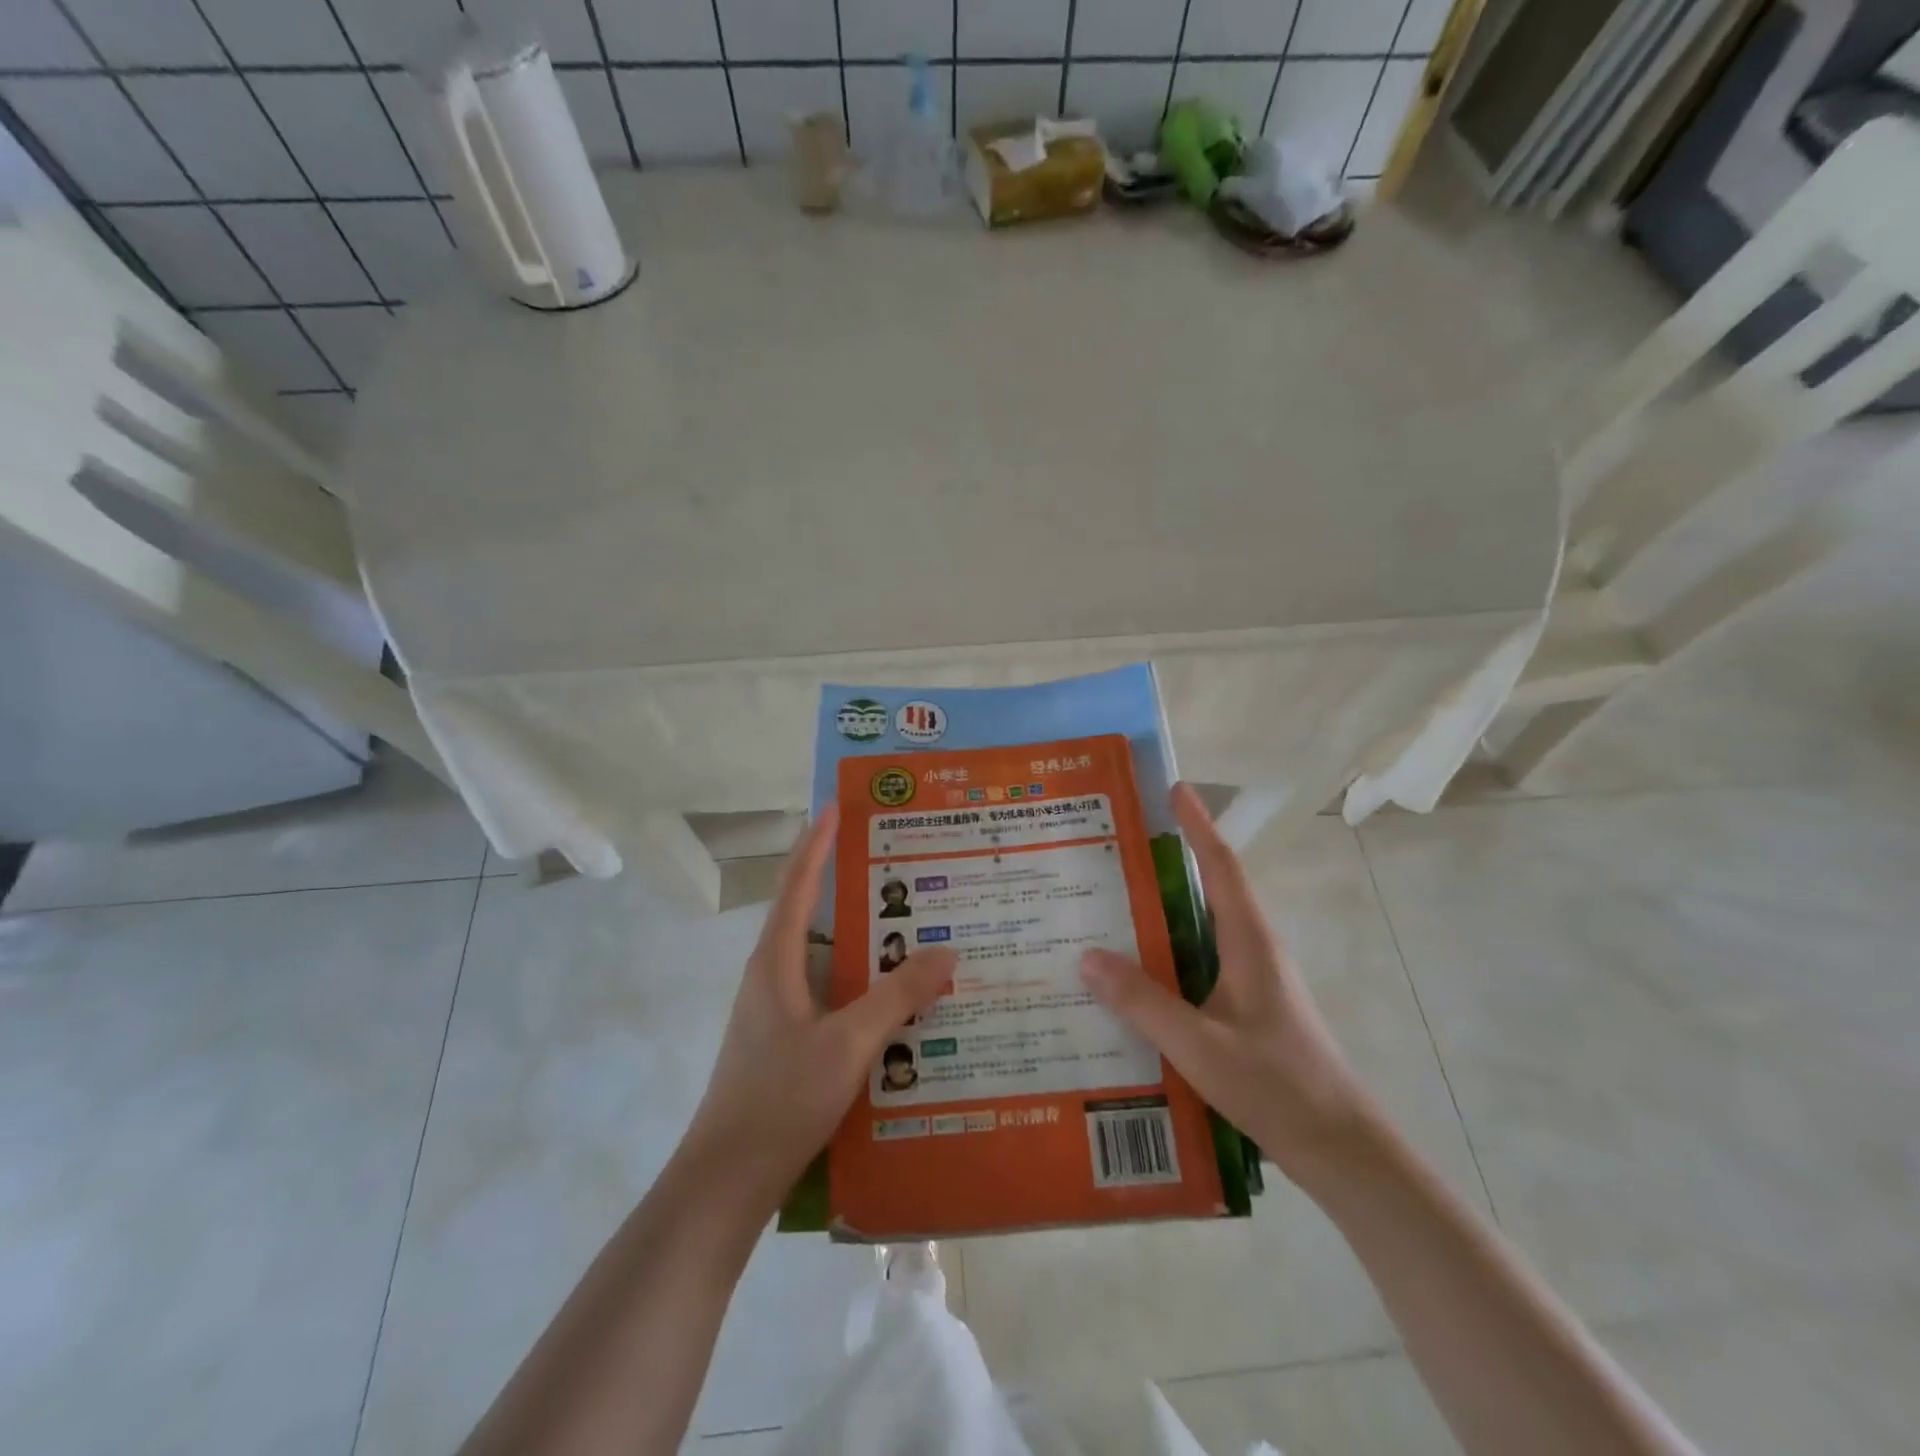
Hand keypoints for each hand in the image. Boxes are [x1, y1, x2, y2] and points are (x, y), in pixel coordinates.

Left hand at [682, 806, 956, 1207]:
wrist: (727, 1181)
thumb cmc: (780, 1098)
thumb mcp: (848, 1043)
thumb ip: (898, 995)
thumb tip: (947, 950)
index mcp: (775, 961)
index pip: (797, 884)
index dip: (816, 842)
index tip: (836, 806)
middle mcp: (772, 976)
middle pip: (811, 914)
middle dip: (848, 885)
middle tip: (897, 866)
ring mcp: (777, 1011)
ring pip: (825, 958)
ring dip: (860, 940)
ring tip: (909, 929)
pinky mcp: (788, 1041)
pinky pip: (830, 993)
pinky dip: (861, 982)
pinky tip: (895, 1000)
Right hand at [1079, 783, 1376, 1186]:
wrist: (1339, 1148)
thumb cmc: (1277, 1086)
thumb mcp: (1200, 1045)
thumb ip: (1143, 1002)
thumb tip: (1086, 956)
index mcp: (1249, 941)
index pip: (1221, 865)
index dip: (1198, 824)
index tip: (1174, 788)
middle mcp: (1252, 949)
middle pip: (1208, 889)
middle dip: (1168, 862)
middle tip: (1112, 850)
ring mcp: (1251, 980)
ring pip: (1199, 929)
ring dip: (1161, 912)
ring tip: (1106, 908)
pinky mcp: (1245, 1008)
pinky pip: (1197, 964)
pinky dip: (1164, 955)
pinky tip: (1131, 978)